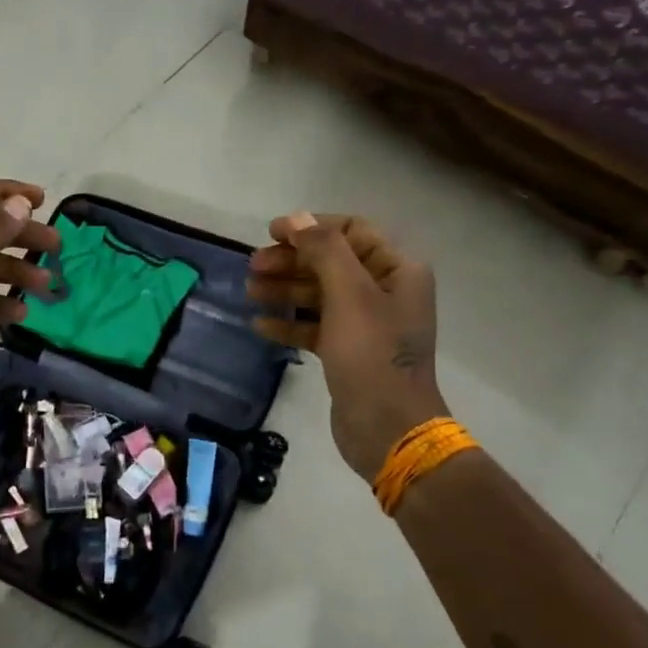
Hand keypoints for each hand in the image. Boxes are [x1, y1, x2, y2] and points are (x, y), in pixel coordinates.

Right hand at [248, 213, 447, 482]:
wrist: (389, 429)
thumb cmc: (371, 354)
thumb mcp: (349, 294)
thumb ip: (324, 250)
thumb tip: (298, 218)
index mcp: (397, 270)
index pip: (352, 230)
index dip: (310, 227)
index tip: (271, 233)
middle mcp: (385, 291)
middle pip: (331, 262)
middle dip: (291, 261)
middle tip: (253, 267)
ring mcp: (367, 324)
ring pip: (320, 294)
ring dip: (285, 290)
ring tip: (249, 292)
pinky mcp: (349, 352)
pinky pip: (316, 326)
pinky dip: (290, 323)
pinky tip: (261, 326)